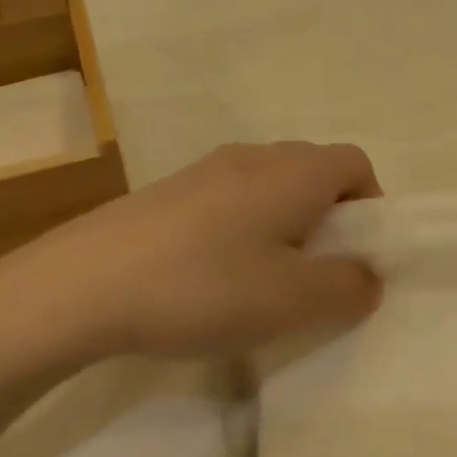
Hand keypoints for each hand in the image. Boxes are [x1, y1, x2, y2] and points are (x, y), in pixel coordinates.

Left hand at [0, 142, 383, 369]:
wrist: (86, 282)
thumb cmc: (206, 285)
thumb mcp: (293, 300)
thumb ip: (347, 287)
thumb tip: (368, 276)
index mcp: (294, 171)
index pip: (356, 163)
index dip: (371, 206)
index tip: (360, 256)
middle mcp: (255, 156)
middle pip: (314, 173)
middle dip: (329, 221)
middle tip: (317, 277)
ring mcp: (207, 170)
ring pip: (270, 188)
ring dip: (284, 228)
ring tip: (266, 284)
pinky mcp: (170, 192)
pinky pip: (229, 202)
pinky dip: (243, 231)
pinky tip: (215, 280)